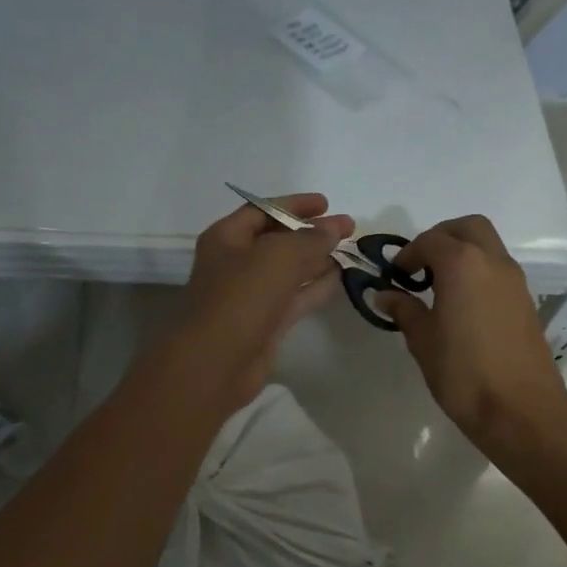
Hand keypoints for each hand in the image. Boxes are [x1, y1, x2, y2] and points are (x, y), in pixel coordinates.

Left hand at [171, 193, 354, 410]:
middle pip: (277, 240)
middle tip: (348, 228)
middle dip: (311, 232)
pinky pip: (294, 297)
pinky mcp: (265, 323)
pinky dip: (315, 286)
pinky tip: (340, 278)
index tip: (327, 204)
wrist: (217, 363)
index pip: (263, 210)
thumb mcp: (279, 256)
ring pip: (288, 270)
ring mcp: (250, 295)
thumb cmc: (241, 298)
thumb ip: (310, 238)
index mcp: (227, 238)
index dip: (295, 204)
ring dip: (317, 259)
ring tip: (350, 250)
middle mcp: (235, 263)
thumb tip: (334, 227)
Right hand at [373, 215, 566, 451]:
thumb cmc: (463, 373)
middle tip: (421, 264)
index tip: (396, 274)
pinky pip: (498, 269)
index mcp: (462, 264)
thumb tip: (386, 295)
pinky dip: (478, 271)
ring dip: (463, 252)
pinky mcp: (525, 300)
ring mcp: (514, 280)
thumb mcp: (423, 341)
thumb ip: (404, 310)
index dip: (409, 253)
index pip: (431, 241)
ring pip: (488, 245)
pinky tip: (462, 303)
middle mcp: (492, 262)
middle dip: (442, 237)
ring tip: (439, 285)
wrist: (520, 408)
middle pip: (468, 228)